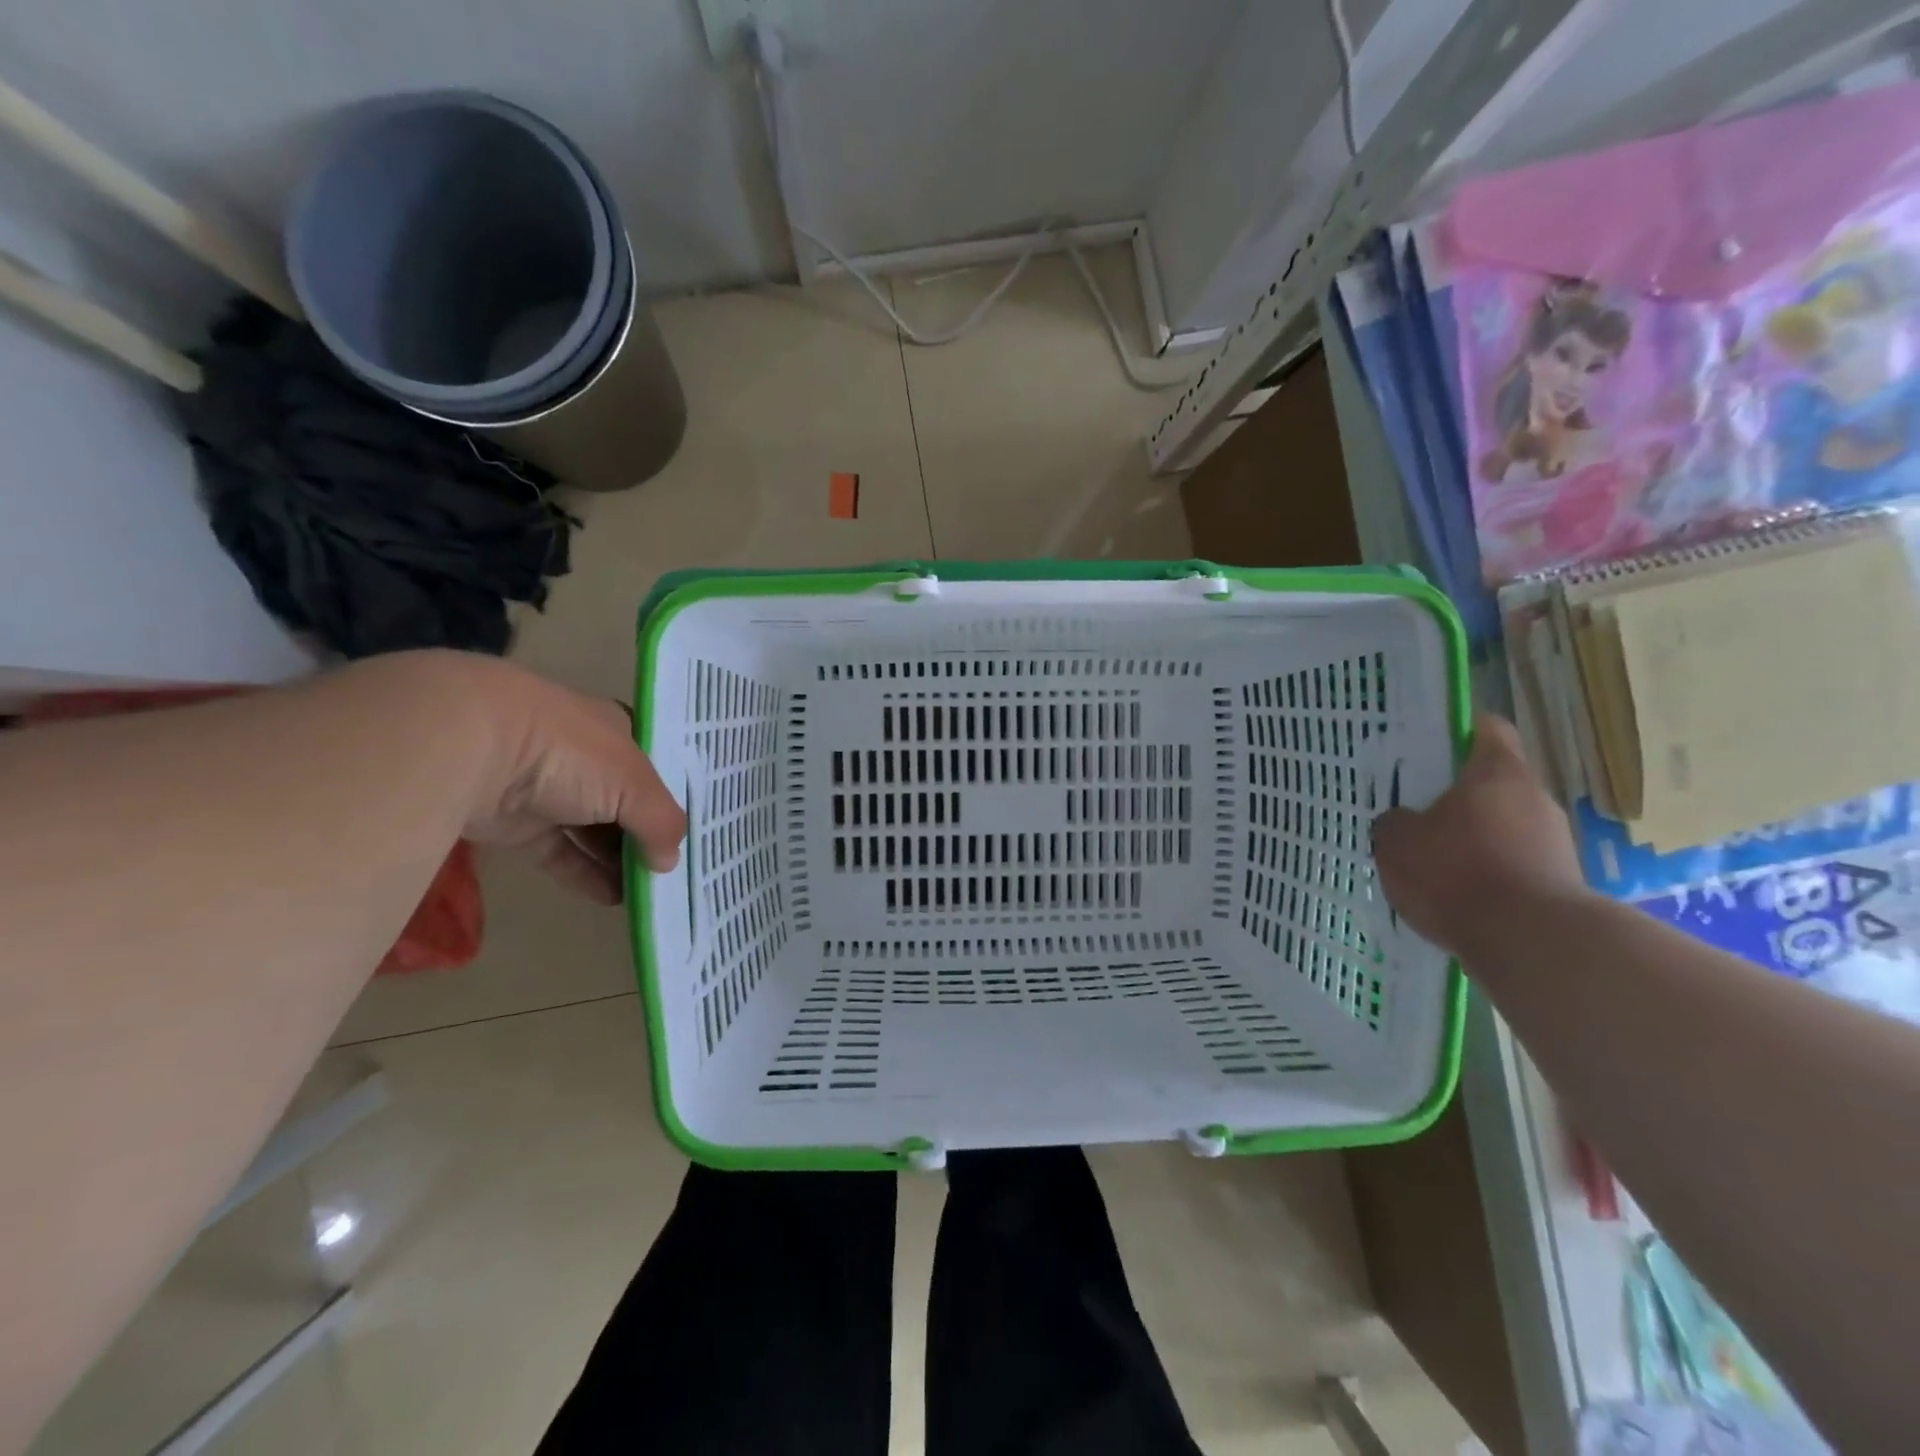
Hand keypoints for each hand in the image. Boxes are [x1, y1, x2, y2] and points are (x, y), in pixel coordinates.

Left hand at [415, 654, 686, 904]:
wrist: (470, 747)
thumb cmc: (570, 752)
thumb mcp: (635, 784)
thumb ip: (661, 822)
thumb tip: (669, 862)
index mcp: (615, 730)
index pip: (650, 767)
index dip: (669, 798)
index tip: (689, 832)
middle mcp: (582, 757)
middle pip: (622, 802)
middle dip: (645, 834)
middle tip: (673, 869)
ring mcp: (546, 790)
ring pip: (591, 830)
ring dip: (618, 859)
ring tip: (649, 891)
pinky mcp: (515, 824)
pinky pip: (559, 853)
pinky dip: (584, 874)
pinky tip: (614, 898)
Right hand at [1371, 713, 1585, 954]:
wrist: (1531, 943)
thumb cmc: (1455, 873)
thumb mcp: (1396, 842)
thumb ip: (1394, 822)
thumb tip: (1402, 821)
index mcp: (1497, 772)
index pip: (1486, 729)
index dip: (1458, 731)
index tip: (1430, 745)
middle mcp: (1535, 798)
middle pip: (1495, 783)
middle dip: (1460, 797)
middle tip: (1419, 812)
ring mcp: (1556, 842)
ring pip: (1506, 826)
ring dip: (1476, 839)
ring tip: (1436, 864)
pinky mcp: (1562, 883)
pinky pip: (1516, 865)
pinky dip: (1490, 874)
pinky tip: (1460, 897)